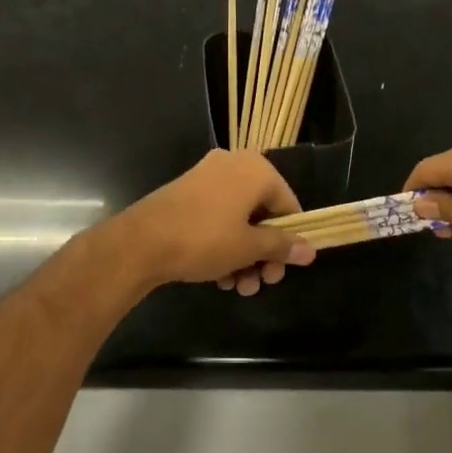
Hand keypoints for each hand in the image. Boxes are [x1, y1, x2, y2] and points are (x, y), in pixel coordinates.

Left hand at [120, 150, 316, 295]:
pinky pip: (218, 217)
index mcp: (256, 170)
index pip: (288, 205)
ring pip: (239, 220)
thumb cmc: (205, 239)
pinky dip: (224, 243)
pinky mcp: (187, 193)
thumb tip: (311, 250)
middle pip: (263, 214)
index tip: (284, 269)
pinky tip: (220, 276)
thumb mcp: (249, 247)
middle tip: (261, 283)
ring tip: (238, 287)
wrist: (140, 242)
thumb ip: (282, 246)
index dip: (290, 239)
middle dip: (264, 253)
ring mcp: (208, 177)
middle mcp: (234, 165)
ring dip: (244, 255)